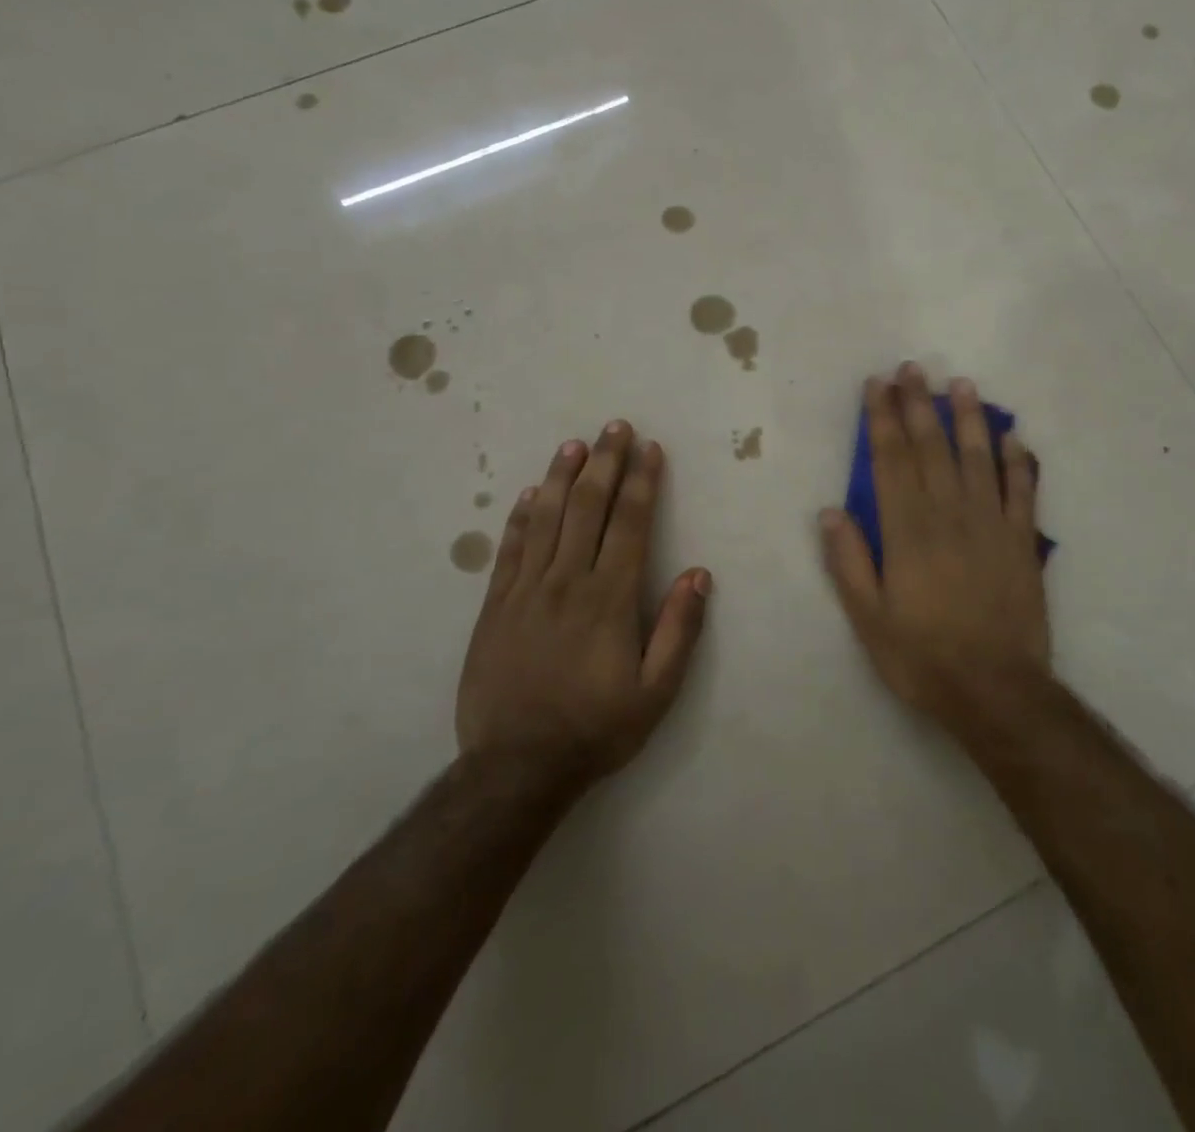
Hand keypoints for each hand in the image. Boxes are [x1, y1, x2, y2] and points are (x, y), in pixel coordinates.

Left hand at [457, 422, 710, 793]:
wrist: (516, 767)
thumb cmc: (596, 728)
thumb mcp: (656, 692)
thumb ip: (680, 630)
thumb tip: (699, 574)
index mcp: (609, 599)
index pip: (630, 524)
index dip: (641, 482)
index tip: (649, 450)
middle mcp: (567, 582)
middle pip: (587, 508)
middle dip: (604, 463)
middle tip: (614, 427)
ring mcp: (525, 591)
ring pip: (546, 519)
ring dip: (562, 477)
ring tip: (574, 445)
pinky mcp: (495, 607)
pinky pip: (510, 549)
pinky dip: (521, 517)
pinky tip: (530, 494)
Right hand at [819, 364, 1050, 730]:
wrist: (996, 691)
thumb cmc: (923, 657)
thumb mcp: (868, 619)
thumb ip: (849, 562)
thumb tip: (830, 511)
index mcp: (907, 531)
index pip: (890, 461)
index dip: (882, 419)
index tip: (877, 385)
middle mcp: (948, 515)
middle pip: (931, 448)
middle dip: (918, 405)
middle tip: (911, 368)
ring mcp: (990, 524)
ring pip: (977, 458)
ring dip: (967, 419)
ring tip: (959, 384)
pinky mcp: (1021, 542)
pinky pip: (1022, 491)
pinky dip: (1019, 461)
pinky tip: (1014, 436)